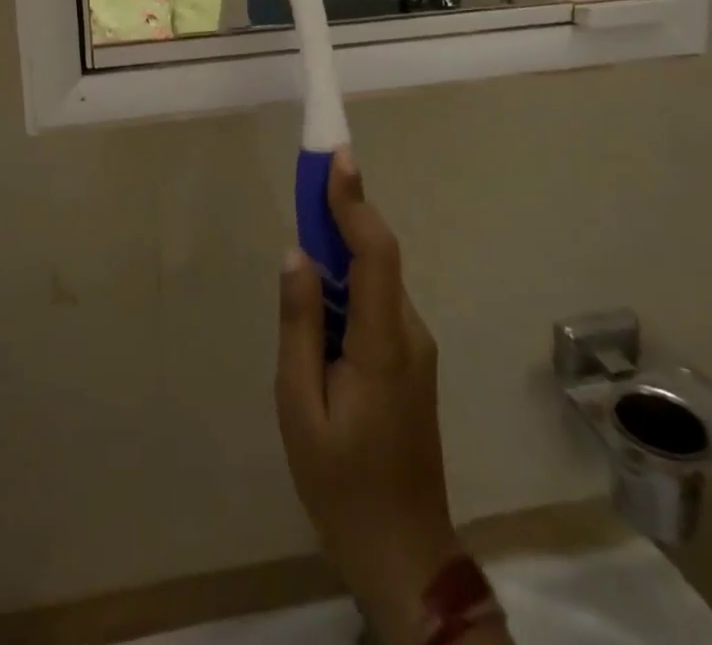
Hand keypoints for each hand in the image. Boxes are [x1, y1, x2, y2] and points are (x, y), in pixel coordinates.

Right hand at [276, 151, 461, 644]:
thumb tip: (297, 255)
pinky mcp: (410, 361)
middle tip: (308, 182)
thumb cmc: (342, 484)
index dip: (355, 200)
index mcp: (382, 343)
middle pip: (378, 256)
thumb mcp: (300, 407)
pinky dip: (349, 284)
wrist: (405, 554)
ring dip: (342, 251)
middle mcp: (409, 333)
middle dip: (343, 214)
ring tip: (303, 251)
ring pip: (376, 280)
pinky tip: (319, 307)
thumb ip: (299, 326)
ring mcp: (415, 348)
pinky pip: (376, 304)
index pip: (375, 252)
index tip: (338, 157)